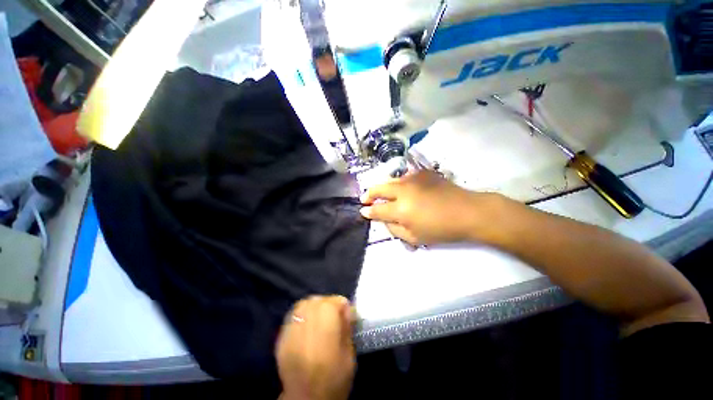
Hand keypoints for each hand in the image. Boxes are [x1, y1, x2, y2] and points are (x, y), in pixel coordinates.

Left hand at [276, 296, 355, 399]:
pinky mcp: (282, 335)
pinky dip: (302, 316)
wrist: (305, 399)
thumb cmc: (333, 378)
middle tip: (333, 320)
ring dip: (314, 308)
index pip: (337, 300)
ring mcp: (292, 325)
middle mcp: (308, 316)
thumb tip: (346, 311)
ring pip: (304, 304)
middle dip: (329, 305)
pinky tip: (306, 327)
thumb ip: (347, 327)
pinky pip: (293, 316)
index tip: (347, 320)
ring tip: (319, 321)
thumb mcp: (349, 354)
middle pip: (319, 299)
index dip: (344, 309)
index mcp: (326, 319)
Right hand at [360, 170, 499, 245]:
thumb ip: (394, 229)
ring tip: (382, 194)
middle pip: (379, 188)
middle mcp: (403, 190)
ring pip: (390, 180)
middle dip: (369, 194)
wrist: (468, 211)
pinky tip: (402, 189)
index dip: (368, 211)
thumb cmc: (442, 229)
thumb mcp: (415, 238)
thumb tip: (384, 219)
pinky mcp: (423, 173)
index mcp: (401, 209)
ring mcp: (413, 178)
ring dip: (383, 187)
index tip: (363, 211)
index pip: (377, 209)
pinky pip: (404, 177)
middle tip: (365, 198)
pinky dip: (398, 183)